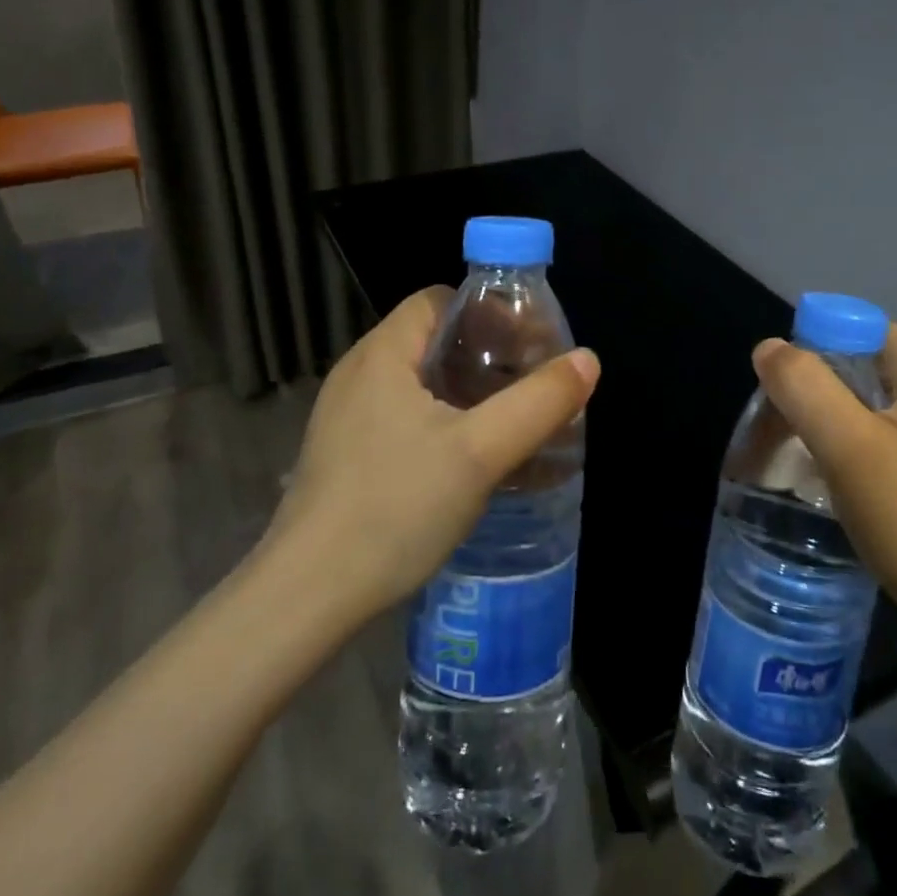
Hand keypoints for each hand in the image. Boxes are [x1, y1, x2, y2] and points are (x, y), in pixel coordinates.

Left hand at [273, 286, 599, 620]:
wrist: (308, 595)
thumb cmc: (395, 507)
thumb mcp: (480, 452)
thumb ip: (538, 402)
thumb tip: (588, 359)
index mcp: (383, 353)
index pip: (439, 300)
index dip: (489, 313)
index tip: (530, 344)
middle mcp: (359, 373)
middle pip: (432, 339)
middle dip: (486, 355)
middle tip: (530, 384)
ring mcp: (346, 416)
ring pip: (420, 383)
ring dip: (467, 392)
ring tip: (510, 420)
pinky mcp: (346, 454)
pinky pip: (403, 417)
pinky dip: (443, 422)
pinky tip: (470, 460)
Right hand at [752, 324, 896, 679]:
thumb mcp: (849, 450)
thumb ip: (802, 386)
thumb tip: (770, 347)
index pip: (853, 330)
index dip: (809, 358)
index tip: (786, 409)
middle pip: (864, 366)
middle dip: (818, 397)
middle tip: (788, 446)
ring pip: (880, 405)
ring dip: (840, 427)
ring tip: (817, 472)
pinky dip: (869, 451)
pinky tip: (858, 491)